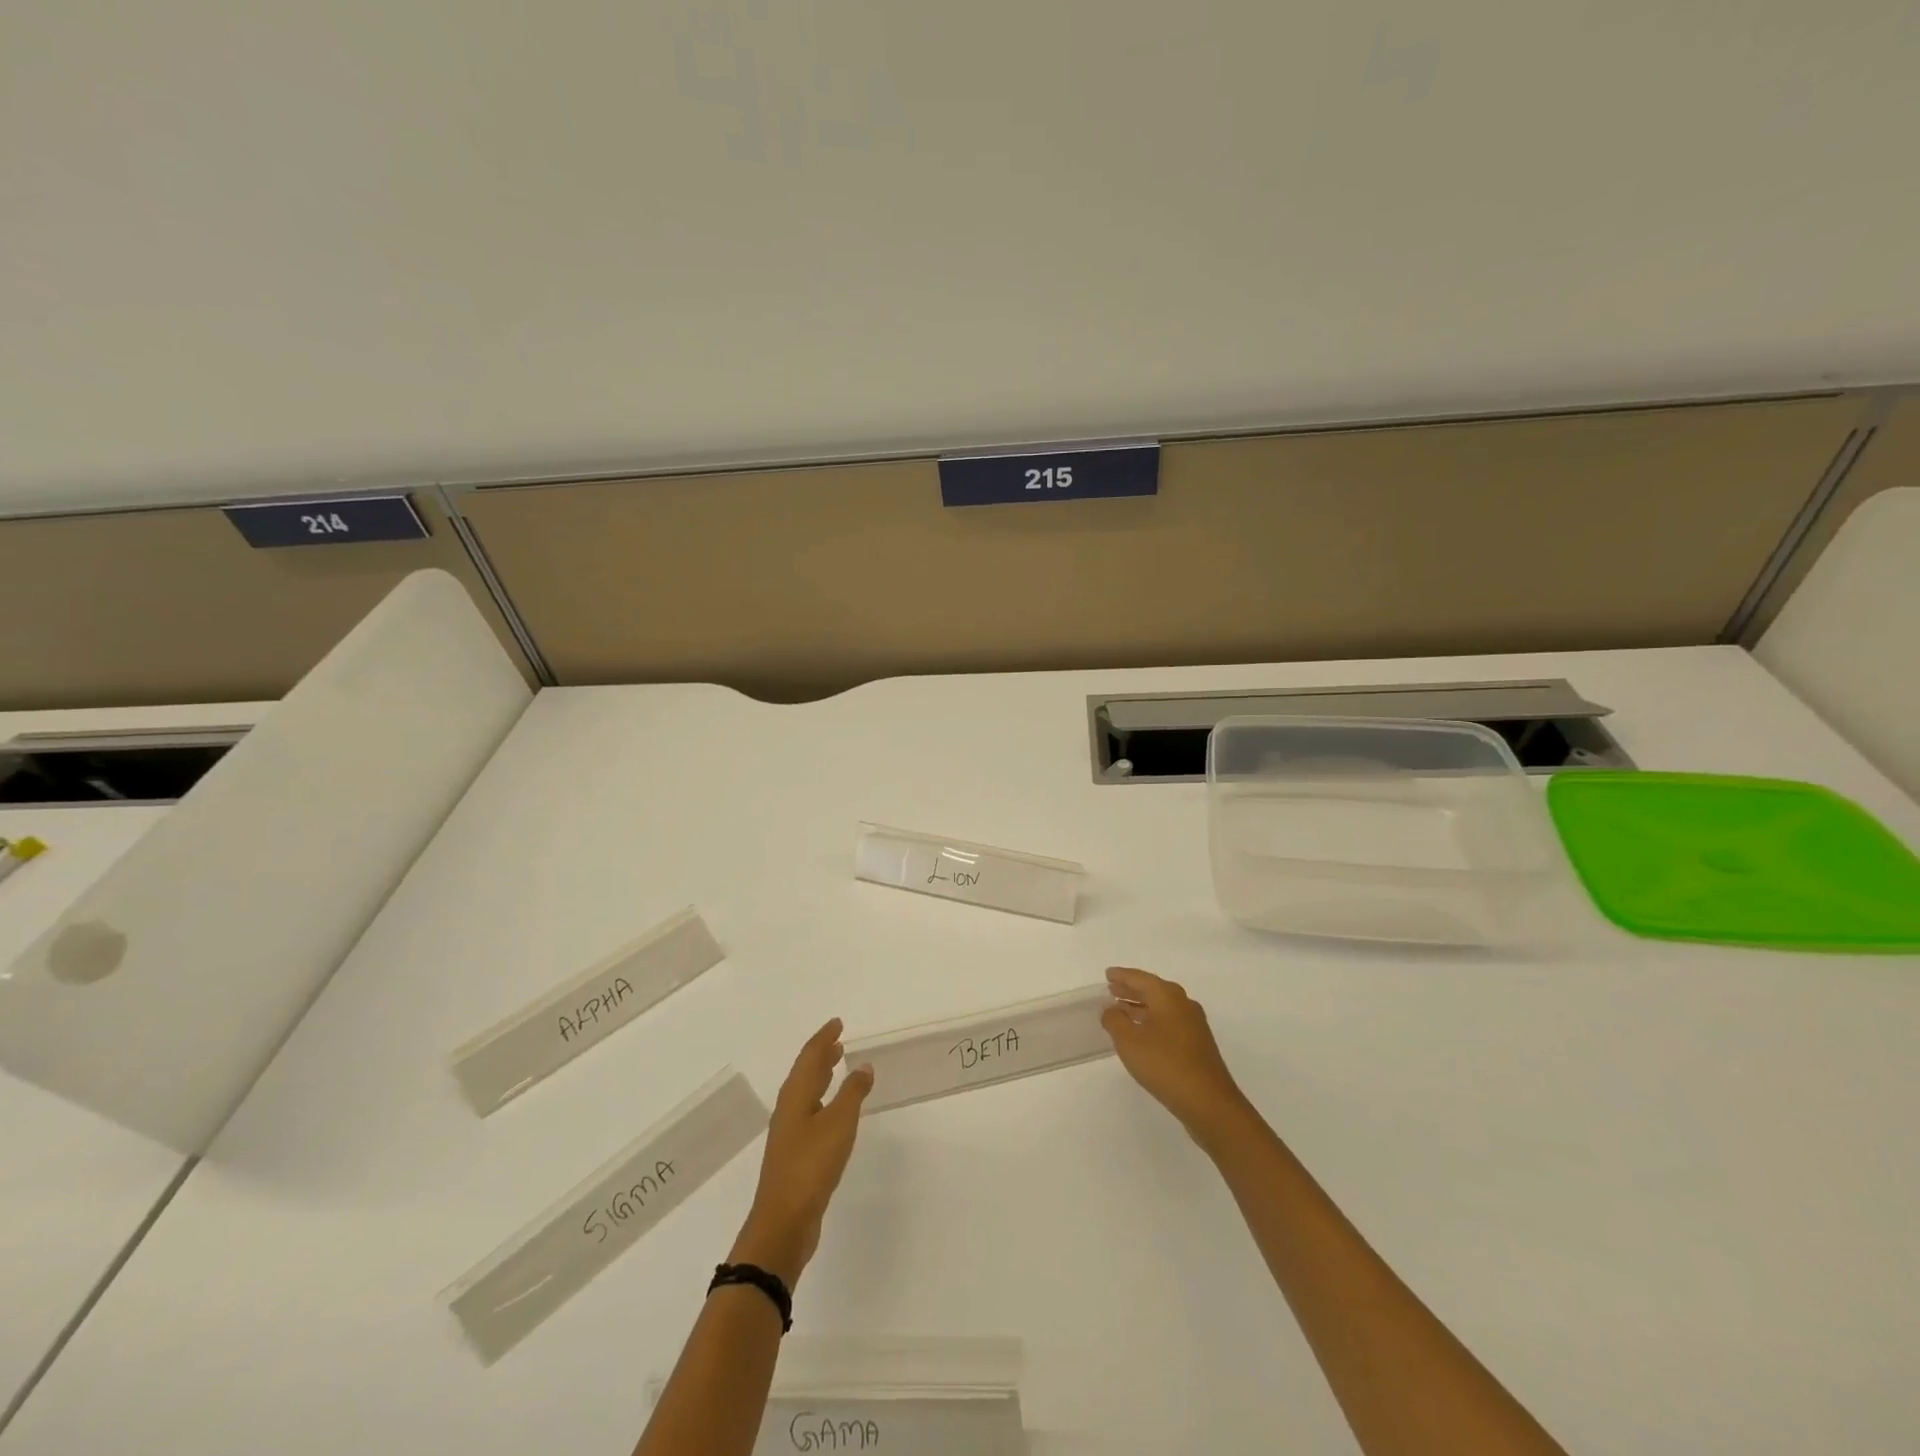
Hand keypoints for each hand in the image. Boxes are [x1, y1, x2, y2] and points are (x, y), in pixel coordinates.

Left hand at [730, 1019, 872, 1286]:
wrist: (783, 1223)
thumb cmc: (811, 1166)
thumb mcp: (839, 1124)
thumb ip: (852, 1093)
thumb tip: (863, 1066)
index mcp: (795, 1097)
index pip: (809, 1057)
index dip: (823, 1038)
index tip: (837, 1023)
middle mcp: (788, 1110)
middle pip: (804, 1073)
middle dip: (821, 1055)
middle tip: (838, 1041)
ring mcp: (789, 1134)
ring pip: (806, 1094)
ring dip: (821, 1077)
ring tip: (836, 1066)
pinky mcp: (795, 1155)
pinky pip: (809, 1114)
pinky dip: (823, 1101)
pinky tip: (833, 1111)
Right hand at [1102, 967, 1253, 1147]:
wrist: (1209, 1102)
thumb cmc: (1164, 1064)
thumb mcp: (1129, 1041)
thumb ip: (1115, 1020)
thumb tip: (1111, 1009)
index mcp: (1167, 996)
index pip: (1140, 978)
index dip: (1122, 975)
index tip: (1107, 974)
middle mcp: (1183, 1004)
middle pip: (1153, 990)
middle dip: (1131, 990)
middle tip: (1112, 989)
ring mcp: (1194, 1025)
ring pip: (1162, 1007)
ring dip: (1141, 1007)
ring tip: (1122, 1010)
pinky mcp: (1198, 1044)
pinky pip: (1169, 1022)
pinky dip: (1152, 1021)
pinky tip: (1142, 1034)